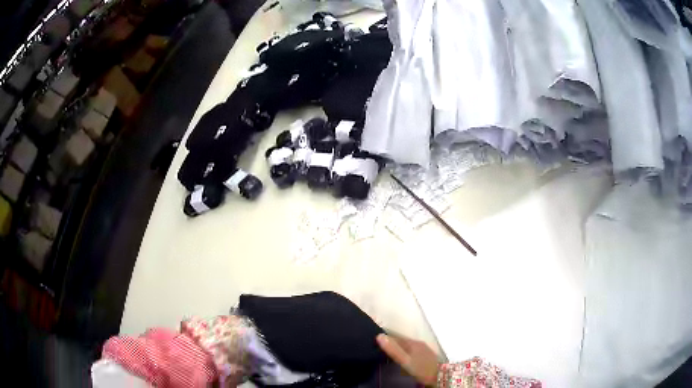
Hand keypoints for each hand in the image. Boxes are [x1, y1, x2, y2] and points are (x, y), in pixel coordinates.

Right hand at [376, 333, 439, 385]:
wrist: (440, 376)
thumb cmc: (422, 369)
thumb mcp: (406, 361)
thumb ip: (394, 350)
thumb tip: (379, 336)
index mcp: (413, 343)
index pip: (395, 337)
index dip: (385, 338)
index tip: (373, 341)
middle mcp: (419, 344)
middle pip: (402, 341)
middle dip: (391, 343)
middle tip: (378, 348)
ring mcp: (424, 350)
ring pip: (407, 346)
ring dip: (398, 348)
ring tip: (387, 354)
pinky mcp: (426, 356)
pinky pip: (411, 351)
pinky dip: (404, 353)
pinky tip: (402, 359)